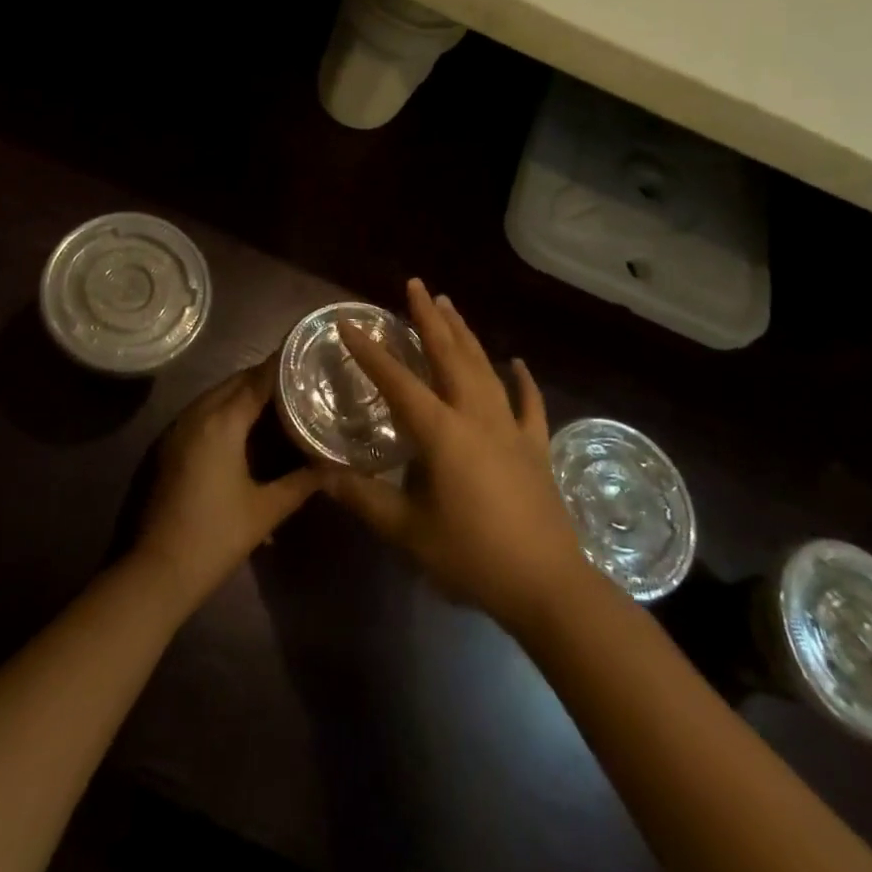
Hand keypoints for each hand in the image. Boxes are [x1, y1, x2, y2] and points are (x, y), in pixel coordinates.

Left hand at [133, 359, 320, 610]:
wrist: (156, 571)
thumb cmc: (215, 537)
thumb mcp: (266, 510)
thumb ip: (302, 482)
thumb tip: (335, 465)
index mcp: (221, 421)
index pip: (258, 379)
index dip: (283, 365)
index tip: (308, 355)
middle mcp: (197, 414)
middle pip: (236, 382)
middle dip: (266, 378)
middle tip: (300, 382)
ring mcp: (177, 428)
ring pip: (217, 395)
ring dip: (245, 393)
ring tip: (280, 403)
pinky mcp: (169, 444)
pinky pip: (203, 412)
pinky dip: (226, 410)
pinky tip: (247, 429)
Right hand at [322, 279, 589, 632]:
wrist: (547, 586)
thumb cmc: (472, 556)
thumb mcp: (408, 532)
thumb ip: (365, 500)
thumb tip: (324, 476)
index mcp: (441, 432)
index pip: (397, 381)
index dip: (370, 352)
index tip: (349, 323)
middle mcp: (475, 416)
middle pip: (448, 355)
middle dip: (428, 318)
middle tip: (415, 285)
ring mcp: (510, 427)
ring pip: (483, 367)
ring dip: (464, 333)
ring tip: (449, 304)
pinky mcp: (535, 446)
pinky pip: (529, 403)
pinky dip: (523, 380)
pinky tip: (517, 362)